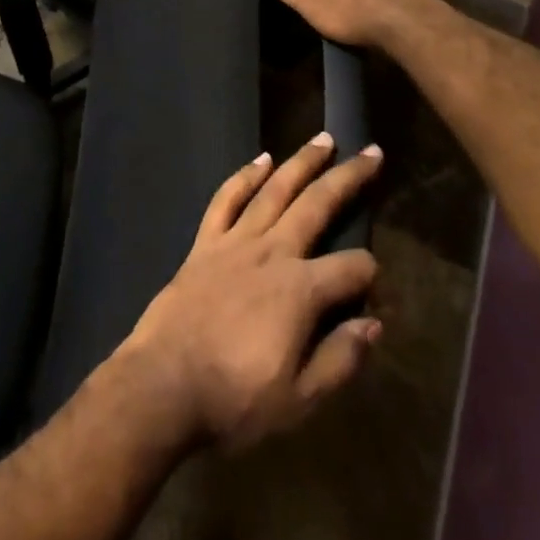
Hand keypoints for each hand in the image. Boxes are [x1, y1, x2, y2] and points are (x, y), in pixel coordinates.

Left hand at [113, 134, 383, 452]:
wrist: (164, 384)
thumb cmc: (235, 399)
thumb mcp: (299, 400)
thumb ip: (340, 359)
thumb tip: (373, 323)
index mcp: (300, 290)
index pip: (352, 269)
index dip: (371, 274)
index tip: (376, 287)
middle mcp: (273, 252)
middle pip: (317, 205)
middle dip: (348, 178)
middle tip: (371, 150)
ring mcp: (236, 241)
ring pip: (275, 189)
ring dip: (301, 162)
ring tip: (323, 139)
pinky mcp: (206, 242)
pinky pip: (227, 199)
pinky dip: (245, 176)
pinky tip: (260, 159)